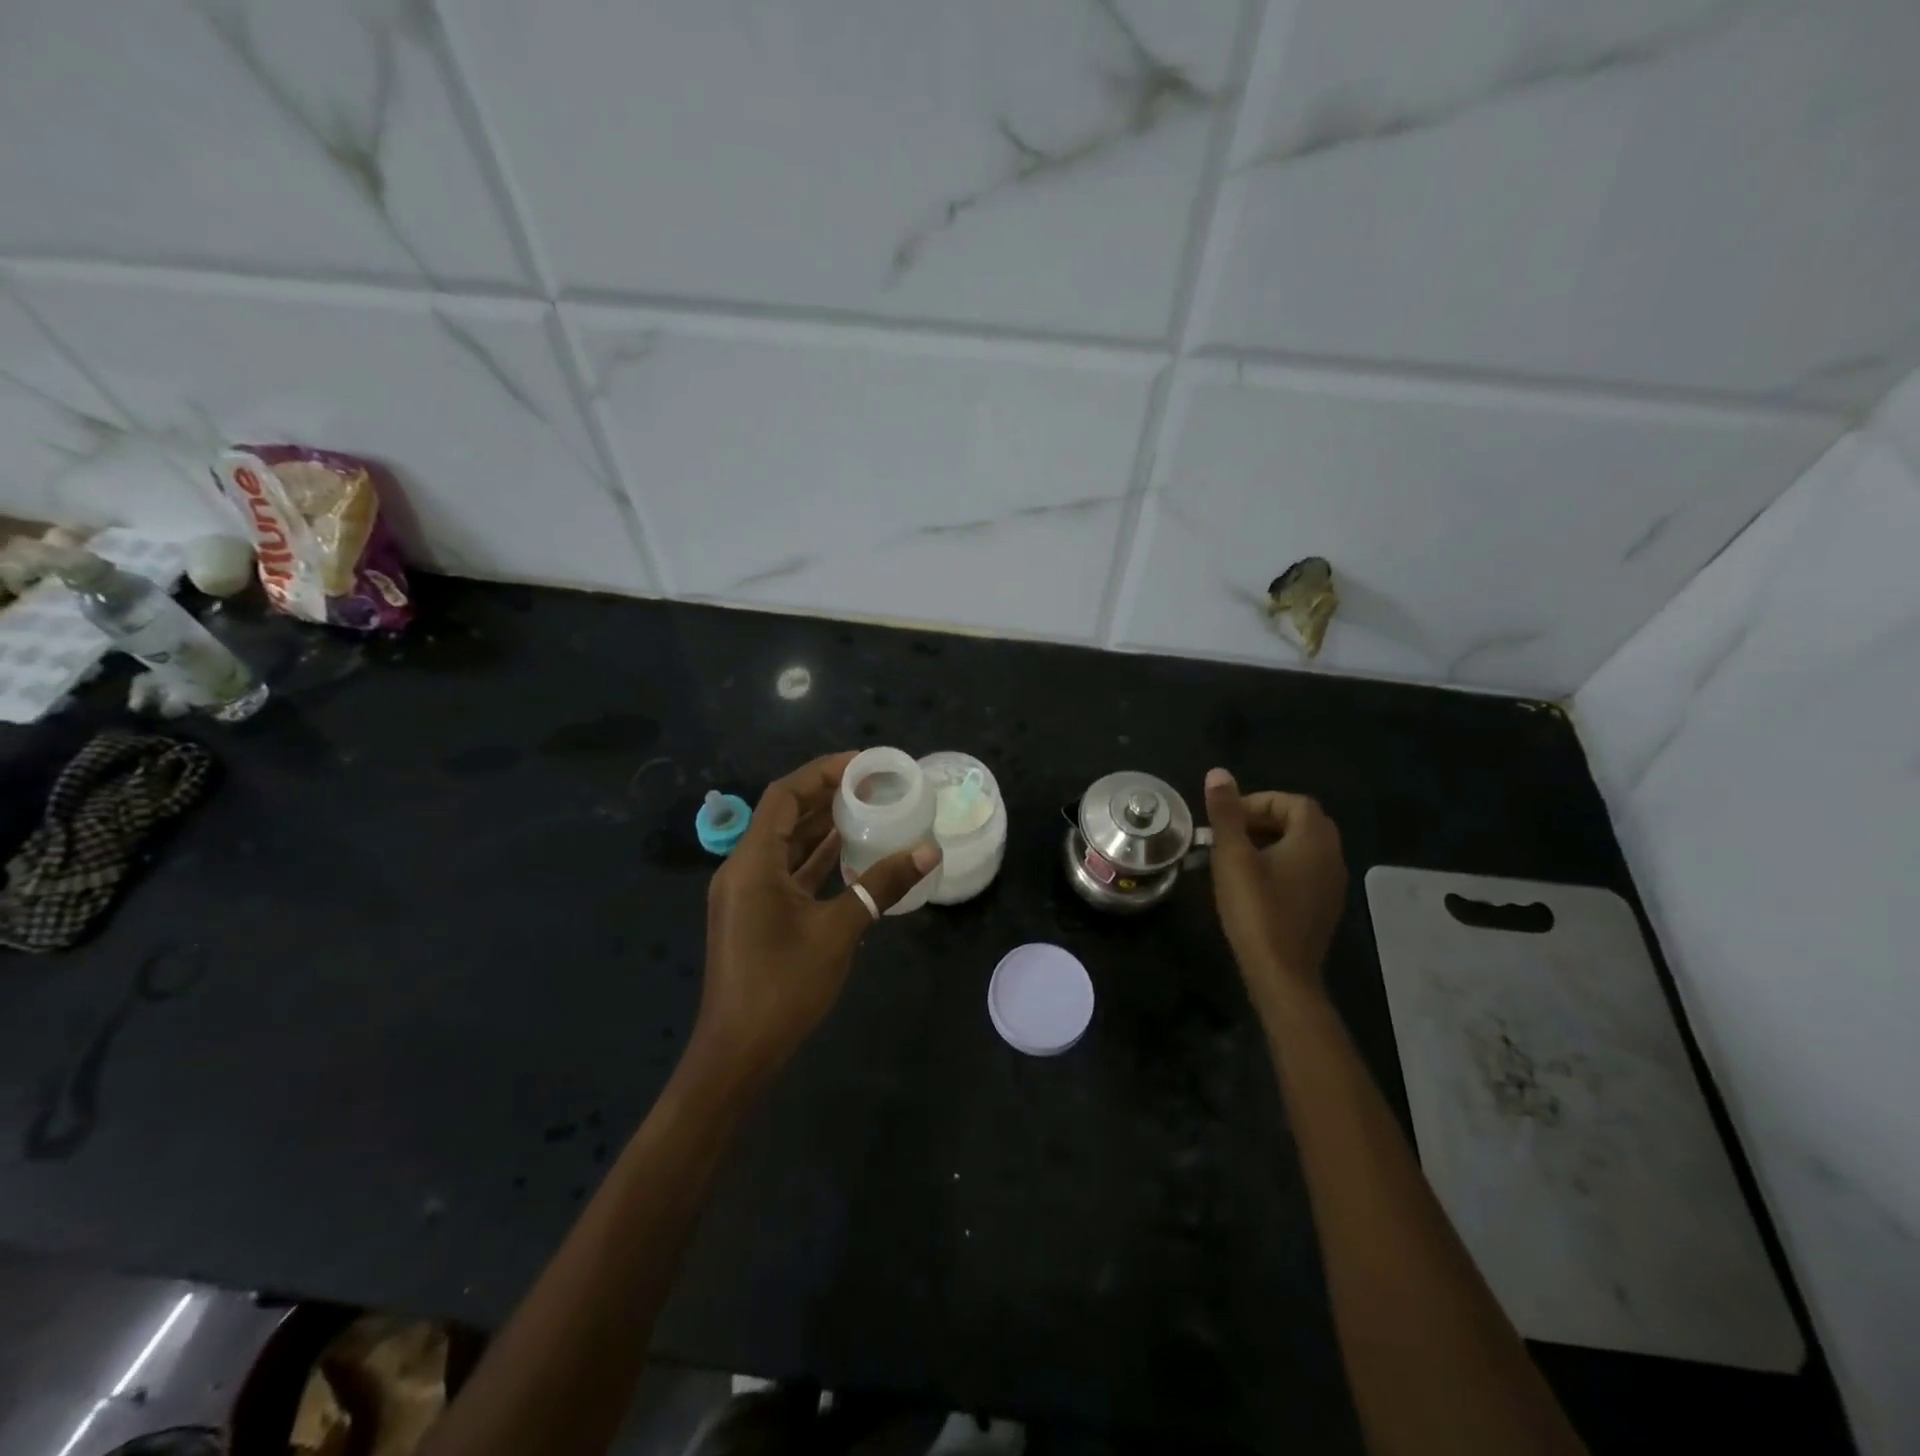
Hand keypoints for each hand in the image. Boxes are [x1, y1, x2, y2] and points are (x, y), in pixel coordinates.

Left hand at [696, 752, 940, 1086]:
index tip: (863, 765)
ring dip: (822, 826)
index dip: (822, 773)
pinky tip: (849, 852)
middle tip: (874, 784)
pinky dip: (815, 858)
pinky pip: (786, 871)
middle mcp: (743, 869)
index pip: (784, 796)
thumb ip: (882, 886)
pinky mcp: (754, 914)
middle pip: (784, 815)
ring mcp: (747, 893)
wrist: (737, 1053)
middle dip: (826, 795)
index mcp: (753, 863)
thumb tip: (929, 851)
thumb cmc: (783, 986)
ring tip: (868, 808)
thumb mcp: (839, 931)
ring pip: (786, 844)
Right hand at [1202, 767, 1347, 1008]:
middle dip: (1263, 821)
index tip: (1227, 818)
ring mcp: (1332, 885)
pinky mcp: (1324, 907)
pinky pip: (1305, 871)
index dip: (1258, 803)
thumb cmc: (1256, 909)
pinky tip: (1253, 884)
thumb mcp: (1233, 856)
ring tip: (1235, 858)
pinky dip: (1280, 865)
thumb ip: (1226, 813)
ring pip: (1303, 848)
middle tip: (1229, 834)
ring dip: (1271, 843)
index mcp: (1314, 839)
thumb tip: (1218, 773)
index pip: (1292, 802)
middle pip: (1301, 822)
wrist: (1281, 973)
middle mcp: (1332, 856)